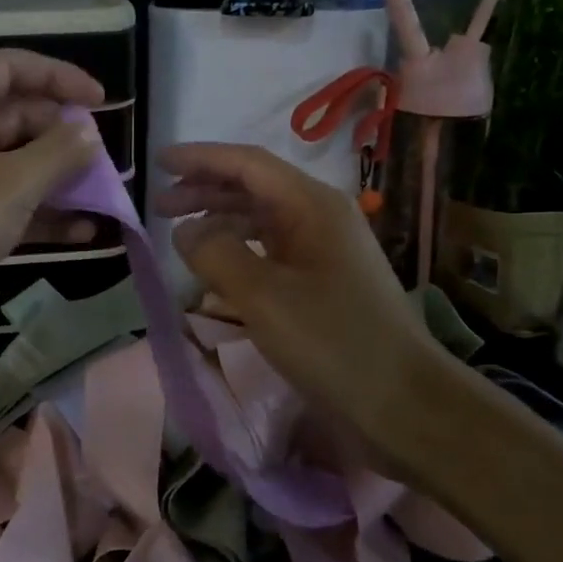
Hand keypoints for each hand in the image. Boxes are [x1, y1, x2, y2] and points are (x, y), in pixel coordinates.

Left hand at [0, 50, 104, 366]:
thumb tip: (89, 131)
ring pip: (16, 164)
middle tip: (106, 158)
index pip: (9, 68)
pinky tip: (84, 231)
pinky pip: (9, 204)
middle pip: (16, 117)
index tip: (101, 100)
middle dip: (63, 136)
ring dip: (59, 178)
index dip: (58, 77)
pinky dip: (43, 214)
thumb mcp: (11, 183)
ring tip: (106, 193)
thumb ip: (58, 151)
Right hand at [154, 143, 438, 463]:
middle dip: (204, 188)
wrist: (404, 403)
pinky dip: (237, 249)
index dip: (201, 158)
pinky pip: (270, 248)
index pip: (248, 164)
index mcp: (312, 205)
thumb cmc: (334, 343)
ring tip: (179, 234)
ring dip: (218, 219)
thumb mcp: (264, 297)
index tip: (159, 160)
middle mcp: (319, 216)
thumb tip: (185, 231)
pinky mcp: (322, 280)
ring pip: (260, 218)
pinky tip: (215, 266)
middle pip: (253, 186)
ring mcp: (323, 249)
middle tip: (160, 204)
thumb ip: (216, 254)